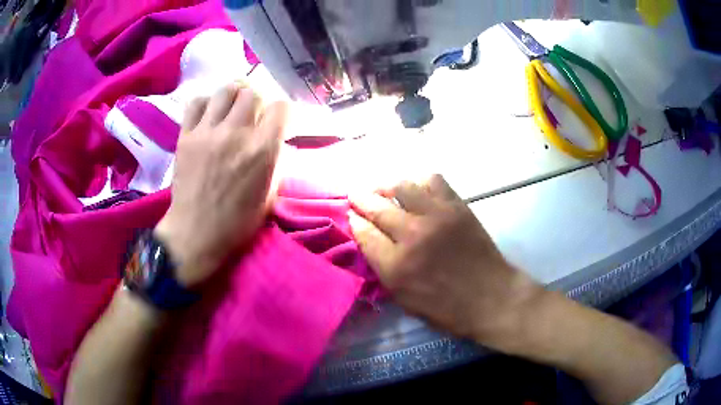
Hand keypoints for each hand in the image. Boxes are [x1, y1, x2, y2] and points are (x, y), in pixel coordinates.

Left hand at [155, 83, 287, 287]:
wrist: (195, 234)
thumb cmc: (237, 222)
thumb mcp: (270, 195)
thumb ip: (277, 161)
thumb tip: (277, 139)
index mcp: (261, 150)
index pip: (281, 107)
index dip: (283, 112)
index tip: (277, 122)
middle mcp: (235, 133)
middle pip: (252, 93)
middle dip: (258, 102)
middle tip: (253, 116)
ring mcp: (207, 132)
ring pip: (226, 90)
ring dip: (234, 96)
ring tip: (232, 109)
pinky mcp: (186, 135)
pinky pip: (197, 102)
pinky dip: (206, 103)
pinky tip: (209, 115)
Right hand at [349, 175, 543, 351]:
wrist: (491, 297)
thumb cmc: (447, 308)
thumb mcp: (404, 299)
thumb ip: (382, 268)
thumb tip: (369, 239)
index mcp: (395, 266)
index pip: (363, 232)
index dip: (354, 221)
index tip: (351, 216)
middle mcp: (412, 235)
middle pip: (377, 206)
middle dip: (361, 198)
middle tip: (356, 194)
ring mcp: (436, 216)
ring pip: (402, 186)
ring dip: (386, 186)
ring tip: (383, 189)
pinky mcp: (457, 207)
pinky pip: (433, 180)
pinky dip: (420, 182)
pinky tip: (418, 190)